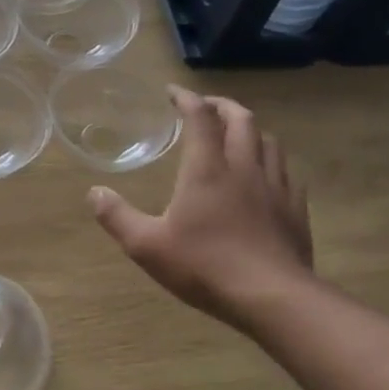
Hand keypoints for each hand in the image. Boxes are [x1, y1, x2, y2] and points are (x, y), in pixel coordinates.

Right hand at [90, 86, 313, 331]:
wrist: (272, 298)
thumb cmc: (204, 266)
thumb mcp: (146, 245)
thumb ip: (117, 216)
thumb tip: (94, 193)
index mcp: (207, 169)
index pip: (200, 118)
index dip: (186, 98)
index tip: (173, 92)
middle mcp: (243, 167)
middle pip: (241, 119)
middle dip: (222, 105)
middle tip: (206, 106)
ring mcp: (275, 187)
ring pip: (269, 141)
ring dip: (250, 129)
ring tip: (237, 134)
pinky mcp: (294, 208)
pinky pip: (286, 171)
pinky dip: (271, 160)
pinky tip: (264, 175)